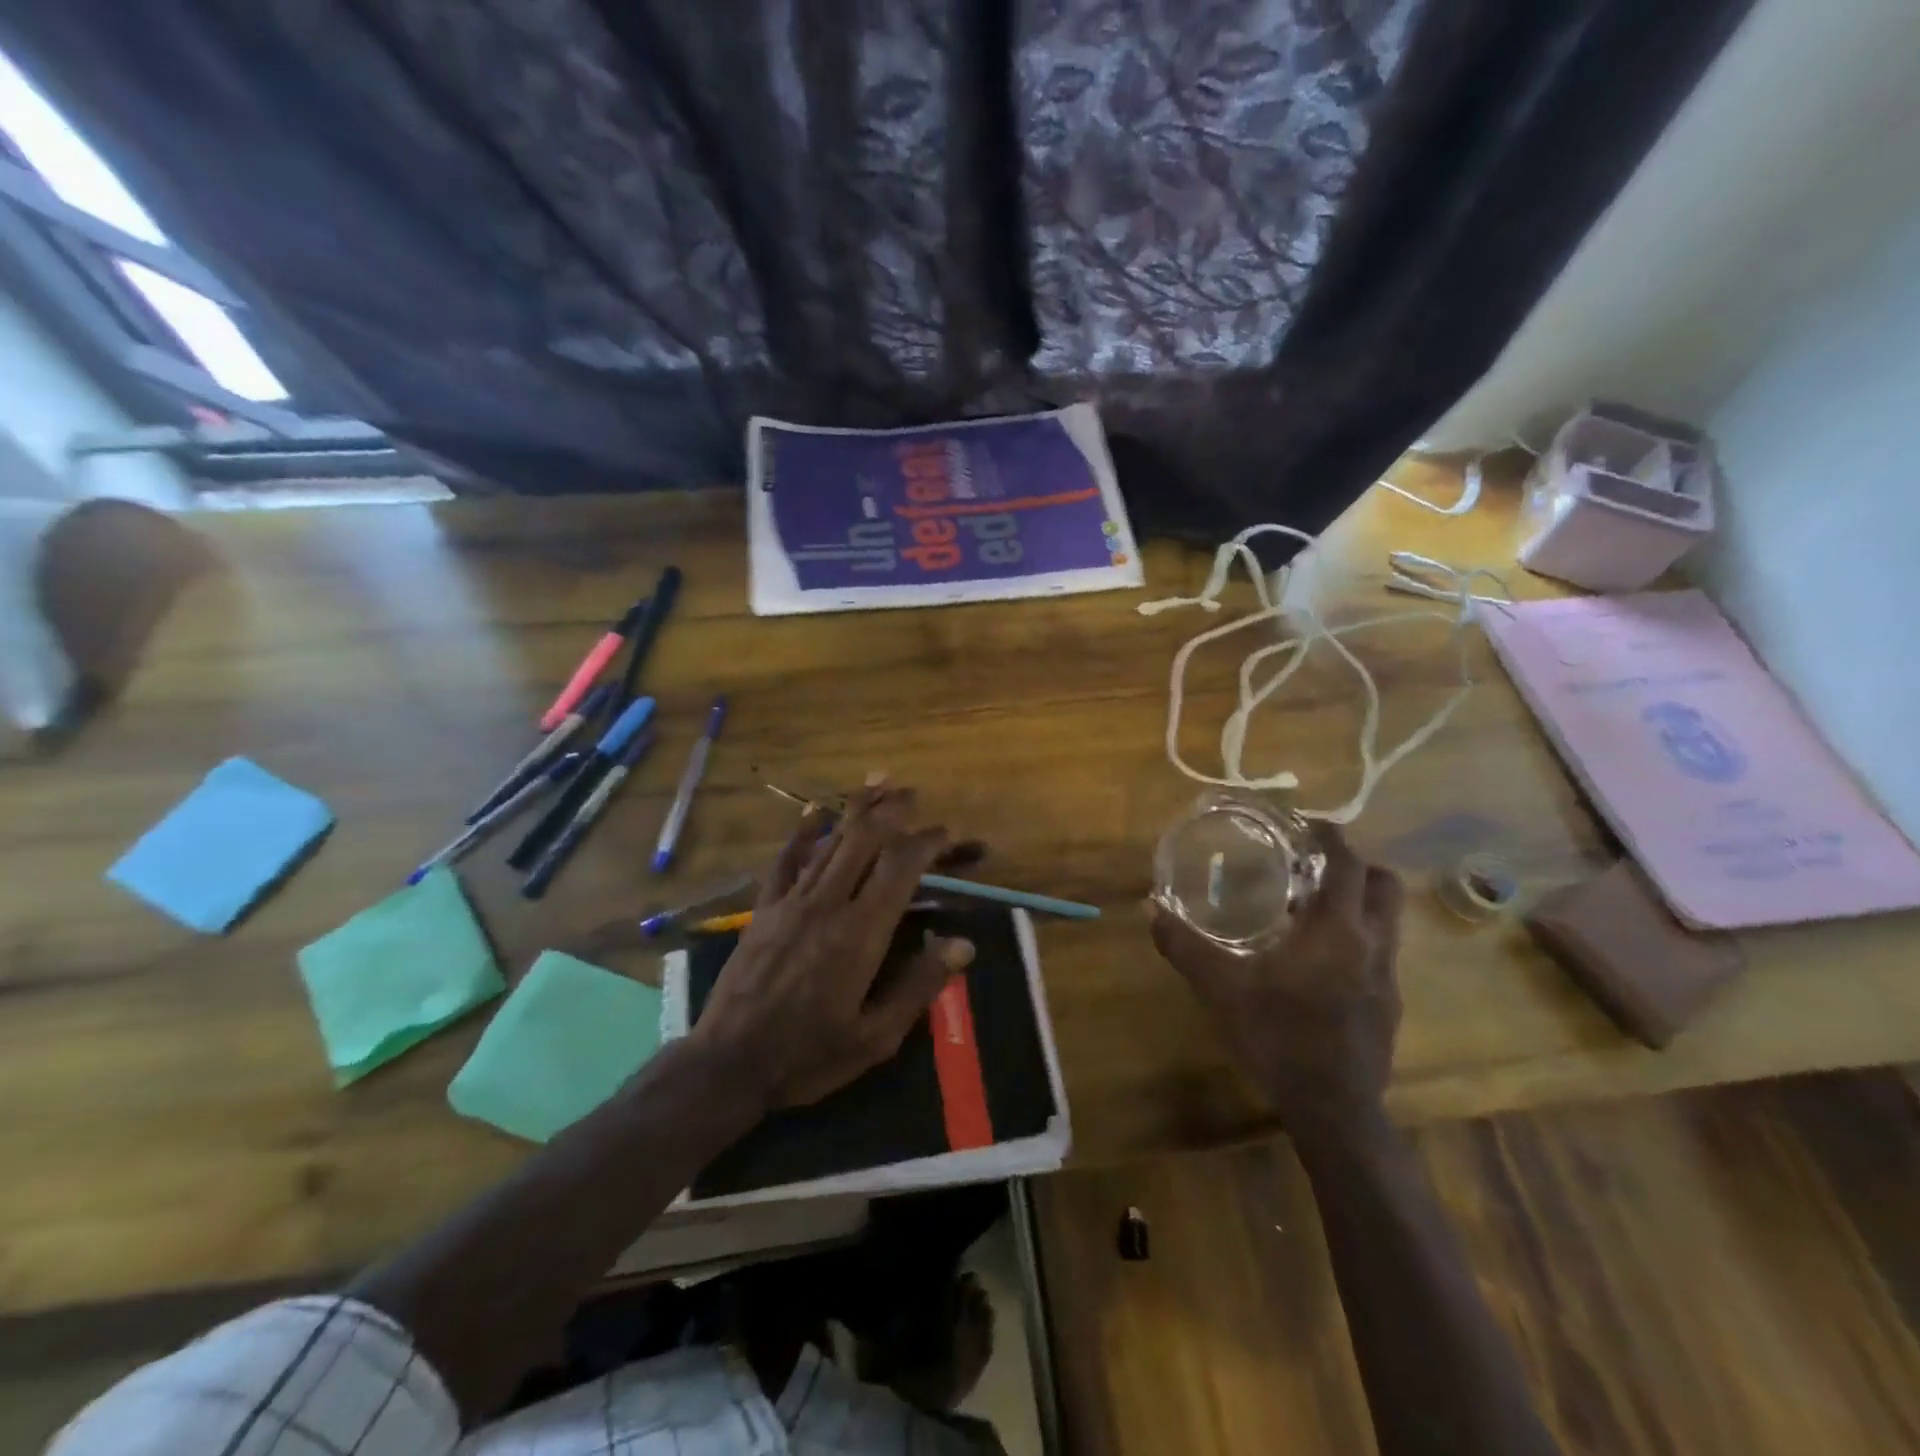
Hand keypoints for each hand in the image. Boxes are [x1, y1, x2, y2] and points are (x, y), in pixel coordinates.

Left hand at [692, 785, 976, 1111]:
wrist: (729, 1064)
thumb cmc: (808, 1055)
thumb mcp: (875, 1037)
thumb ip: (920, 985)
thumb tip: (963, 944)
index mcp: (860, 934)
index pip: (899, 867)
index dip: (926, 841)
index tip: (946, 832)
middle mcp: (827, 904)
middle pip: (864, 839)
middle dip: (891, 810)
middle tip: (913, 794)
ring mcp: (791, 901)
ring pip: (830, 840)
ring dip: (856, 810)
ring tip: (879, 784)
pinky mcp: (764, 908)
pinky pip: (786, 859)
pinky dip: (803, 831)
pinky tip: (814, 811)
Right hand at [1148, 824, 1403, 1132]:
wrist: (1333, 1108)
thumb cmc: (1278, 1035)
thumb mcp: (1220, 987)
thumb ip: (1184, 945)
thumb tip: (1150, 908)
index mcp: (1336, 929)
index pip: (1349, 864)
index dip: (1333, 837)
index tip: (1309, 825)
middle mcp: (1372, 944)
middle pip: (1384, 885)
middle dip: (1357, 866)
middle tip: (1316, 865)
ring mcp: (1388, 977)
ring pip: (1389, 921)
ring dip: (1361, 903)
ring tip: (1316, 909)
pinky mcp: (1391, 1005)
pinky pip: (1382, 954)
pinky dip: (1360, 940)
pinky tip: (1323, 962)